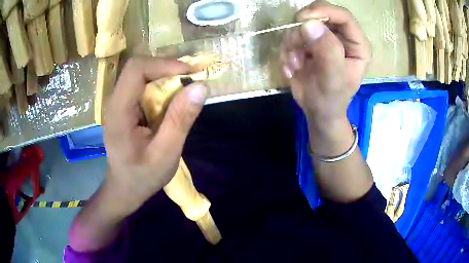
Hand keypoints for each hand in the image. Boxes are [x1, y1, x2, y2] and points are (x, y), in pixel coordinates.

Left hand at [103, 58, 207, 213]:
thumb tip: (201, 86)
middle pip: (139, 67)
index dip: (164, 65)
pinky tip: (174, 98)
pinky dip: (162, 85)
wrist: (125, 187)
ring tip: (187, 87)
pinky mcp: (125, 106)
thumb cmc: (142, 176)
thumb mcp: (165, 154)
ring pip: (142, 74)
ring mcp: (119, 102)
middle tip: (192, 79)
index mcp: (118, 112)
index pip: (136, 70)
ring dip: (166, 75)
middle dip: (167, 68)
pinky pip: (144, 85)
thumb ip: (180, 120)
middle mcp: (115, 101)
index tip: (190, 75)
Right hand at [281, 0, 370, 125]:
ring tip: (295, 65)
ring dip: (293, 43)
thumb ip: (327, 50)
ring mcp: (323, 38)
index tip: (303, 18)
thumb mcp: (333, 78)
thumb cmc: (331, 99)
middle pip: (320, 14)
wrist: (317, 111)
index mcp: (356, 44)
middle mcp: (341, 37)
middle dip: (303, 29)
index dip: (324, 11)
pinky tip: (291, 68)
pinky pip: (291, 36)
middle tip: (295, 45)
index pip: (343, 16)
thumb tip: (309, 24)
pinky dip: (287, 50)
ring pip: (301, 24)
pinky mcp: (308, 43)